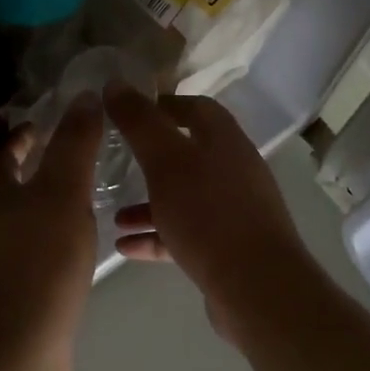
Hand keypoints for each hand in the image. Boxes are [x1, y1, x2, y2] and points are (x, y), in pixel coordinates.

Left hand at [0, 92, 104, 370]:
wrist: (15, 348)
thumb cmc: (40, 259)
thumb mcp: (64, 191)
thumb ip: (75, 144)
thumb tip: (84, 96)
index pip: (6, 153)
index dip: (25, 137)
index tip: (45, 126)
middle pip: (7, 187)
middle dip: (33, 171)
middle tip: (70, 161)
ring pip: (16, 222)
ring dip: (40, 207)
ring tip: (77, 203)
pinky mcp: (2, 295)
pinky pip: (25, 254)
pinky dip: (44, 241)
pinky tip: (69, 252)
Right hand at [104, 85, 317, 342]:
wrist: (257, 288)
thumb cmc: (208, 213)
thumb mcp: (165, 160)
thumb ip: (139, 121)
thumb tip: (115, 83)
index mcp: (224, 140)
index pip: (195, 108)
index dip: (162, 106)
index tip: (126, 113)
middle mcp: (233, 169)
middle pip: (187, 154)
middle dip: (149, 159)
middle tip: (115, 163)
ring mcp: (234, 210)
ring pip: (184, 197)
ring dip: (148, 203)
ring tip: (112, 214)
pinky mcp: (228, 248)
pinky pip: (186, 233)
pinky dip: (157, 235)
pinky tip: (125, 247)